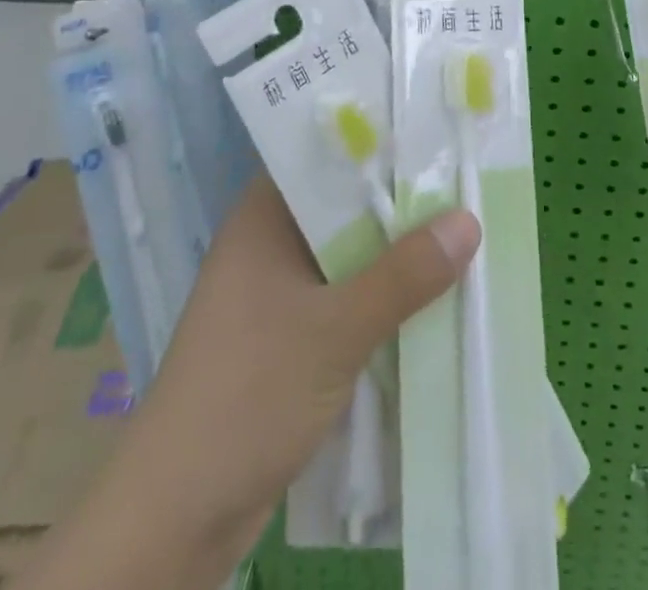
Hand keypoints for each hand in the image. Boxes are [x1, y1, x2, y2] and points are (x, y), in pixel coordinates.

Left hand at [119, 176, 477, 574]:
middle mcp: (268, 240)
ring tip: (462, 230)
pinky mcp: (287, 335)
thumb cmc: (249, 394)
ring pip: (348, 253)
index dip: (379, 141)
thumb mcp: (336, 329)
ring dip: (395, 253)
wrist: (178, 515)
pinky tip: (429, 294)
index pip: (326, 153)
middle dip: (399, 201)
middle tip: (465, 181)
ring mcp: (276, 290)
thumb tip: (469, 219)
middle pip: (344, 204)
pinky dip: (380, 294)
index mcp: (263, 215)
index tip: (435, 132)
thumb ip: (404, 274)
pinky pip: (344, 295)